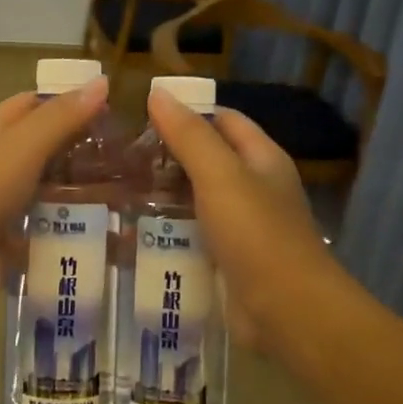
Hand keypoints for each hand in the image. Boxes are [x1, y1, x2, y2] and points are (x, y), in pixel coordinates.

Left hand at [0, 79, 110, 296]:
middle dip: (82, 152)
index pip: (33, 105)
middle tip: (130, 160)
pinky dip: (71, 231)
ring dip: (81, 193)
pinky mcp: (9, 242)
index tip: (112, 111)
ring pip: (49, 192)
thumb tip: (101, 82)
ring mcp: (1, 205)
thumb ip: (61, 118)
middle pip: (45, 150)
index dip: (69, 102)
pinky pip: (46, 230)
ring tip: (127, 197)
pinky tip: (105, 234)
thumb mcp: (21, 147)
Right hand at [144, 88, 338, 353]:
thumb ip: (189, 135)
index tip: (142, 118)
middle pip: (207, 161)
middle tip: (120, 160)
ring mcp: (242, 227)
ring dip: (163, 197)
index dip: (188, 113)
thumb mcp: (220, 176)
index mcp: (262, 159)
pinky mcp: (228, 260)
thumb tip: (158, 92)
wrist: (286, 311)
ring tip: (116, 193)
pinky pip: (193, 237)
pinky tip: (134, 234)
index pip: (224, 120)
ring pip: (196, 201)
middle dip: (167, 158)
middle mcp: (254, 188)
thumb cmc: (256, 233)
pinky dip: (168, 233)